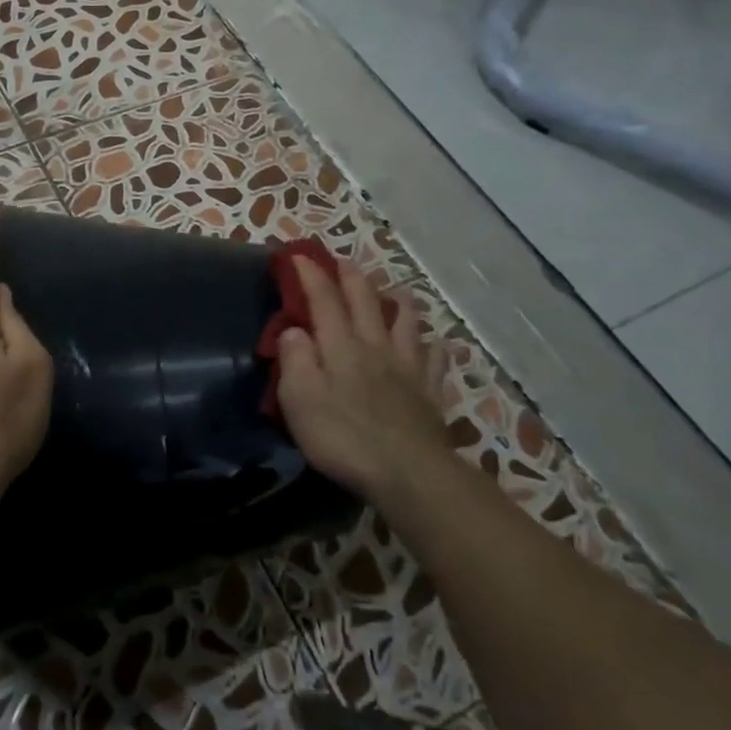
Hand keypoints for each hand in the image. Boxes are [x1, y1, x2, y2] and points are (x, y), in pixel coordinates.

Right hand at [275, 258, 454, 503]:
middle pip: (366, 302)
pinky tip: (437, 343)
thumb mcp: (300, 400)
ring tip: (396, 290)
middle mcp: (375, 347)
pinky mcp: (430, 393)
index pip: (324, 301)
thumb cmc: (343, 436)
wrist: (408, 473)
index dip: (311, 276)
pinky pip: (436, 360)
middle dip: (352, 277)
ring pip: (407, 323)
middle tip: (343, 261)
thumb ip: (295, 360)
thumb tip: (293, 330)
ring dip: (399, 302)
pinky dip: (436, 346)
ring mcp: (408, 369)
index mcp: (341, 347)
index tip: (299, 256)